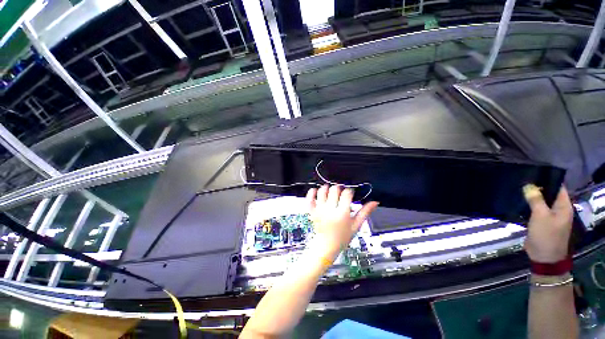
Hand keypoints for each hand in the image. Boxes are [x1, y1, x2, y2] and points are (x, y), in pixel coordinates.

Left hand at [307, 185, 378, 258]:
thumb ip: (365, 212)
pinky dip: (312, 192)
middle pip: (334, 189)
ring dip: (327, 188)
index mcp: (342, 214)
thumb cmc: (342, 237)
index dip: (349, 191)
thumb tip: (375, 202)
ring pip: (322, 190)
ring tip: (330, 192)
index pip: (347, 193)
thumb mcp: (356, 225)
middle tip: (340, 194)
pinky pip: (309, 198)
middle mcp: (330, 210)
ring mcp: (319, 210)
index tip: (350, 193)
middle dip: (339, 188)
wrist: (326, 246)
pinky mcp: (311, 211)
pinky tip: (317, 191)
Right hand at [523, 184, 572, 262]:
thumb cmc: (546, 234)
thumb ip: (536, 200)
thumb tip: (528, 185)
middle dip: (536, 187)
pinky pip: (535, 209)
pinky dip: (528, 205)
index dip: (547, 179)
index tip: (532, 172)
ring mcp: (549, 216)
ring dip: (531, 196)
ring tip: (517, 188)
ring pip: (540, 201)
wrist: (544, 256)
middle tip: (521, 179)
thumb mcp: (541, 216)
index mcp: (563, 206)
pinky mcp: (540, 221)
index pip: (558, 186)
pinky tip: (518, 201)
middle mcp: (558, 209)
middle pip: (548, 193)